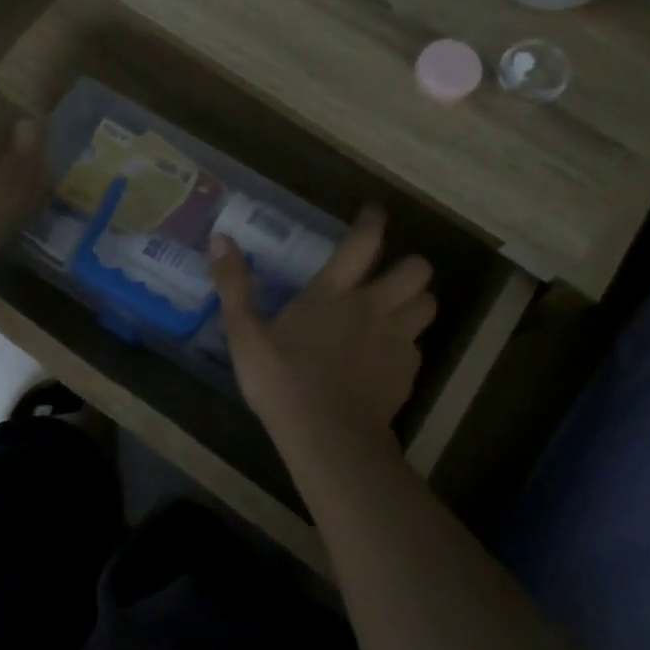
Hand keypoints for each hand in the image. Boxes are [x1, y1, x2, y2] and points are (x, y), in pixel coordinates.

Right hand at [209, 206, 435, 445]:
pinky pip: (418, 347)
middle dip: (410, 266)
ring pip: (428, 305)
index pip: (363, 243)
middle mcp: (373, 307)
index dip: (373, 222)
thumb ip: (234, 285)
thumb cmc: (281, 380)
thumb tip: (220, 238)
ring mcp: (395, 340)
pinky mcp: (407, 373)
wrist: (328, 437)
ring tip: (399, 310)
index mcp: (333, 293)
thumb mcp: (244, 333)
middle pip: (417, 271)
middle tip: (392, 274)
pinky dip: (407, 345)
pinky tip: (388, 357)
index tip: (375, 213)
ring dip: (417, 302)